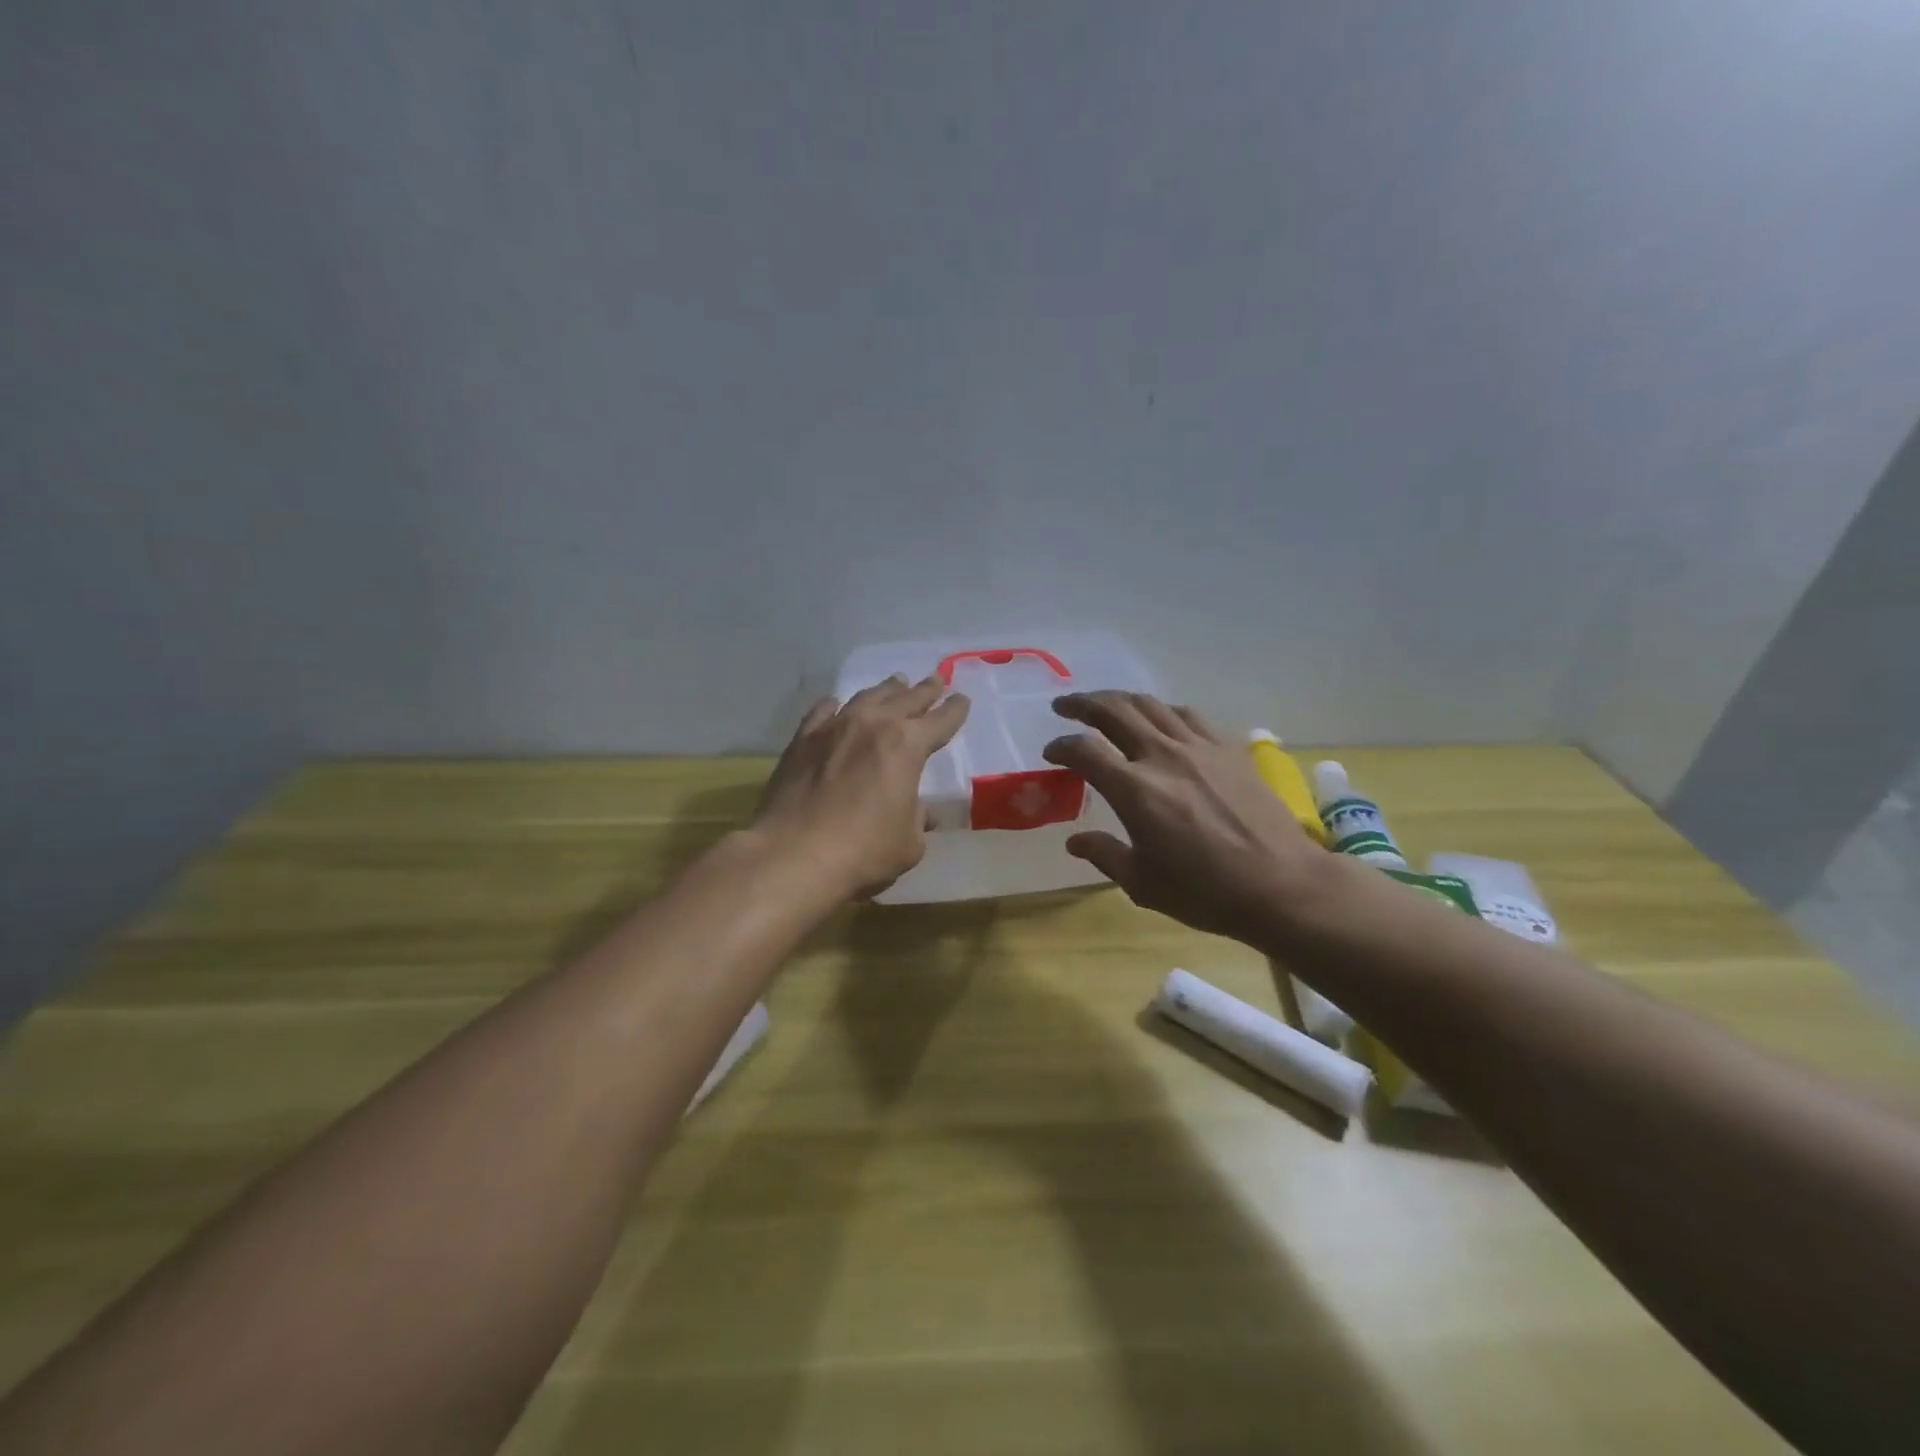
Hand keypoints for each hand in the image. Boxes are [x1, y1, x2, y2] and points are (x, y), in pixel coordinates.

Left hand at [754, 675, 970, 898]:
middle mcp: (872, 725)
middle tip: (935, 680)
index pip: (940, 720)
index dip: (955, 711)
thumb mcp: (909, 842)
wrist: (793, 855)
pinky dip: (835, 706)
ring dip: (885, 690)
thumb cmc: (863, 851)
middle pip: (905, 699)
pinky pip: (822, 713)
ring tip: (895, 684)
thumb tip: (920, 812)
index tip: (962, 700)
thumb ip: (918, 819)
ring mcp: (833, 728)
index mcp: (907, 745)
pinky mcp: (801, 741)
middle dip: (924, 690)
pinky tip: (836, 704)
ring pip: (866, 698)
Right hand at [1042, 692, 1334, 943]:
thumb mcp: (1142, 883)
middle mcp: (1163, 755)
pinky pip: (1188, 714)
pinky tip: (1161, 719)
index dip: (1061, 746)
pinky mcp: (1228, 748)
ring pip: (1151, 704)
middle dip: (1082, 703)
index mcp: (1134, 789)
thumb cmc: (1205, 892)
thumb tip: (1075, 841)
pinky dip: (1163, 710)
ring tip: (1106, 705)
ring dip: (1120, 700)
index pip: (1084, 750)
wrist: (1281, 885)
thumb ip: (1104, 854)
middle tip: (1064, 705)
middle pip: (1114, 710)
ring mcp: (1199, 747)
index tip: (1051, 752)